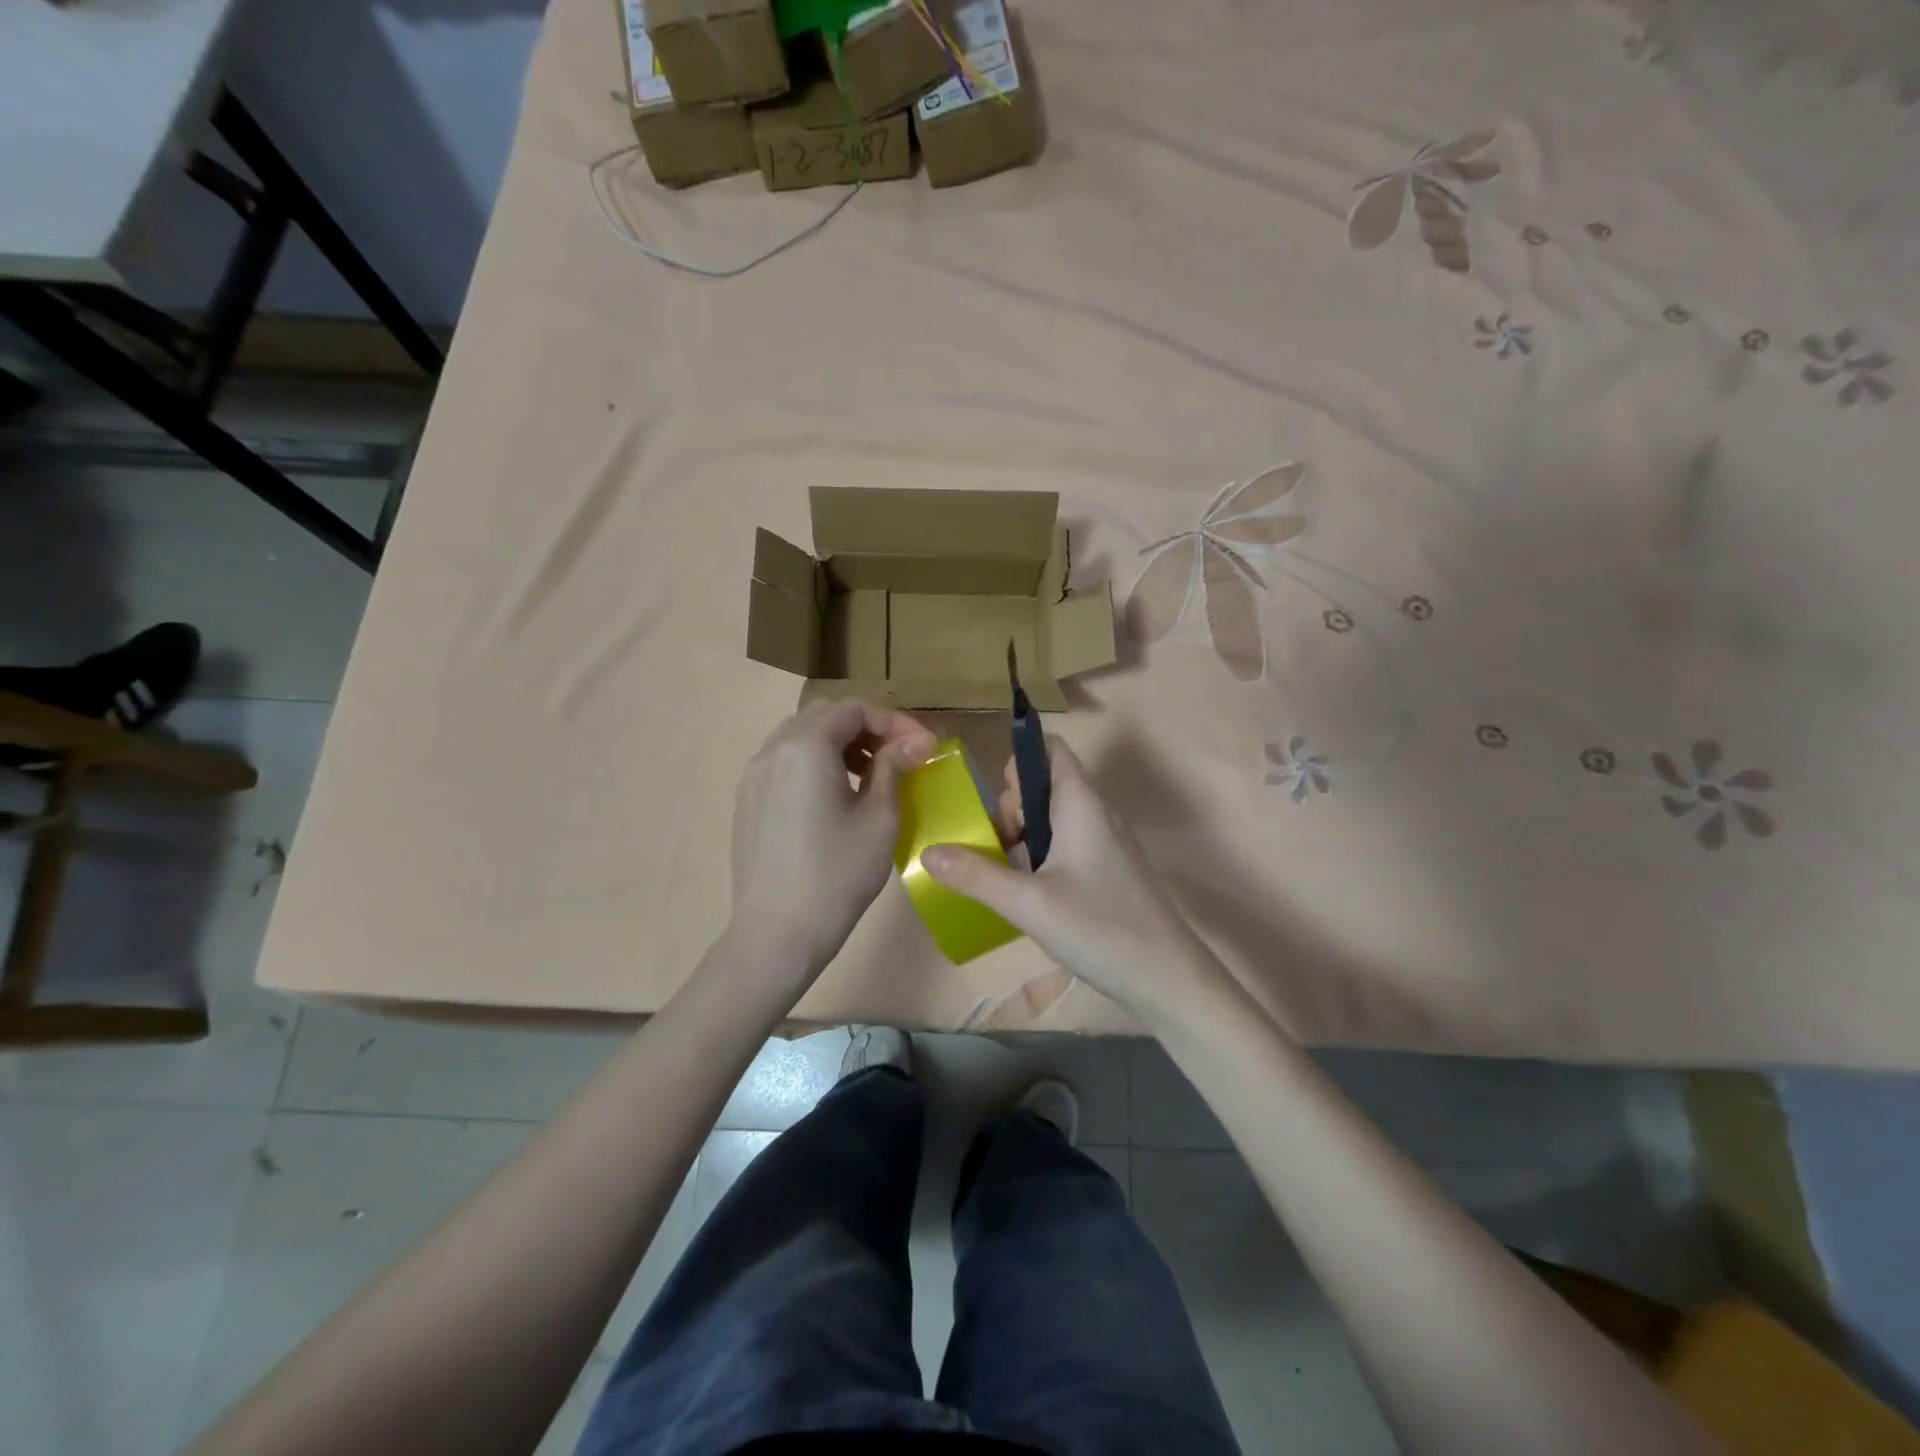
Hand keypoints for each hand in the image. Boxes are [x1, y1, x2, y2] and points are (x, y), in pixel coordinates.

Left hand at [728, 699, 936, 986]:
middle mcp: (773, 750)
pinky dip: (815, 762)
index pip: (855, 709)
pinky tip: (835, 796)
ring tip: (869, 774)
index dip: (895, 722)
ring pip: (801, 736)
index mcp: (806, 748)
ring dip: (840, 743)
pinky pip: (785, 761)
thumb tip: (917, 742)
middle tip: (899, 756)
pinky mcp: (747, 800)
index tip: (924, 748)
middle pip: (825, 716)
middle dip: (867, 728)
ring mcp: (753, 775)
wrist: (776, 933)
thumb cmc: (836, 875)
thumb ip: (894, 768)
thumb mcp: (879, 819)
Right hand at [921, 738, 1218, 1017]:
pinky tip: (1030, 893)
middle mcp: (1095, 812)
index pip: (1049, 750)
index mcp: (1080, 803)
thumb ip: (976, 875)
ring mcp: (1104, 840)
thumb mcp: (1028, 903)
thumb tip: (927, 852)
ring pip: (1052, 817)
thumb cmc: (1100, 929)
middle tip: (1000, 849)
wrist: (1167, 978)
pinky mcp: (1107, 868)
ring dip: (1023, 836)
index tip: (998, 806)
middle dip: (1012, 808)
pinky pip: (1065, 842)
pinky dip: (1041, 855)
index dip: (1018, 763)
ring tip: (1009, 876)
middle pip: (1044, 784)